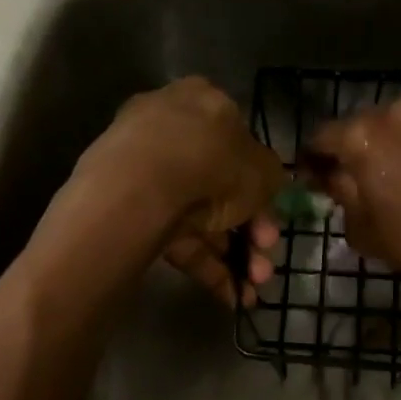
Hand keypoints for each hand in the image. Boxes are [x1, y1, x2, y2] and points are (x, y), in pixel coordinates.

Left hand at [70, 78, 284, 307]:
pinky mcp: (127, 207)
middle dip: (249, 231)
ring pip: (198, 215)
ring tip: (253, 289)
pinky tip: (229, 297)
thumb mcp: (263, 170)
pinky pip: (173, 235)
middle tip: (266, 260)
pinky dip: (203, 265)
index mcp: (204, 102)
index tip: (273, 219)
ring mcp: (143, 168)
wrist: (140, 189)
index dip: (261, 187)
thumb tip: (270, 185)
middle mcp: (170, 128)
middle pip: (219, 186)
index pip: (239, 143)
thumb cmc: (212, 164)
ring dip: (231, 255)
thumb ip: (272, 178)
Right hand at [306, 95, 400, 295]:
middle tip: (342, 185)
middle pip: (352, 129)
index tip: (309, 182)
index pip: (319, 139)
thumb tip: (332, 178)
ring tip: (377, 184)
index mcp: (360, 134)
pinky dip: (400, 151)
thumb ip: (339, 194)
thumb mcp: (361, 226)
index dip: (310, 163)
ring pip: (383, 130)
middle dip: (344, 153)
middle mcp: (389, 111)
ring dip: (375, 151)